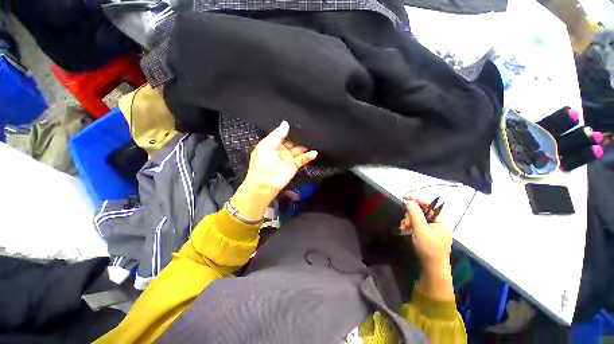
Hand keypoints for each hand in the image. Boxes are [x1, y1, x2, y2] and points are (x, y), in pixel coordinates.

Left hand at [244, 121, 317, 195]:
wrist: (264, 183)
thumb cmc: (262, 164)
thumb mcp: (267, 145)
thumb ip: (277, 134)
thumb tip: (285, 123)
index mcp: (272, 144)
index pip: (282, 134)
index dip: (289, 130)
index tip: (297, 124)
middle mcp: (281, 150)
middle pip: (292, 141)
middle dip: (299, 137)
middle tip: (307, 131)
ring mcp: (288, 158)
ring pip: (299, 149)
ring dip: (305, 145)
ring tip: (312, 141)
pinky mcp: (294, 165)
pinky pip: (303, 159)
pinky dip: (309, 156)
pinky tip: (314, 153)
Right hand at [401, 195, 453, 300]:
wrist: (432, 269)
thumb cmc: (428, 248)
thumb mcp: (420, 229)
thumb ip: (415, 214)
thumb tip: (410, 201)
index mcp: (440, 222)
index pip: (429, 205)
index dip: (418, 200)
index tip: (405, 198)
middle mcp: (438, 225)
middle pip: (422, 212)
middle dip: (411, 214)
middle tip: (405, 222)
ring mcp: (433, 231)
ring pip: (418, 219)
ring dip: (409, 221)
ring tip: (403, 227)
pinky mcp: (428, 236)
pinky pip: (418, 226)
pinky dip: (411, 226)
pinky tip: (405, 230)